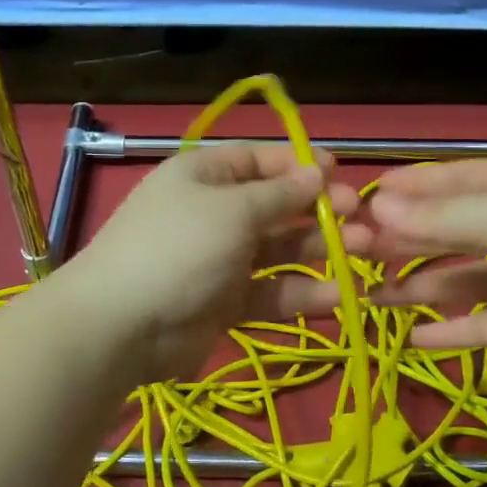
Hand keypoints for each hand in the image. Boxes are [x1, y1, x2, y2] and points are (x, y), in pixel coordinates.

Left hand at [59, 144, 365, 382]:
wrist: (122, 326)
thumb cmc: (179, 248)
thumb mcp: (232, 210)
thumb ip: (280, 195)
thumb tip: (317, 173)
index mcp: (205, 176)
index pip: (259, 161)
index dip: (299, 165)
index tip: (340, 173)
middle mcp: (214, 214)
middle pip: (276, 207)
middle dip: (319, 211)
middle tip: (361, 219)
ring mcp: (220, 261)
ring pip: (278, 252)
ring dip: (319, 251)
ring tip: (364, 253)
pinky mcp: (225, 304)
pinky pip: (270, 293)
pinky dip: (300, 294)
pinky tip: (337, 296)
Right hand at [357, 160, 486, 371]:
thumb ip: (444, 220)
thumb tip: (376, 209)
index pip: (445, 183)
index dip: (402, 191)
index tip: (356, 203)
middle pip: (442, 233)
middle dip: (399, 242)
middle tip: (349, 257)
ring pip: (453, 281)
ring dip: (413, 288)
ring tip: (367, 299)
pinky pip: (476, 326)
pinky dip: (446, 332)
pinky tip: (410, 340)